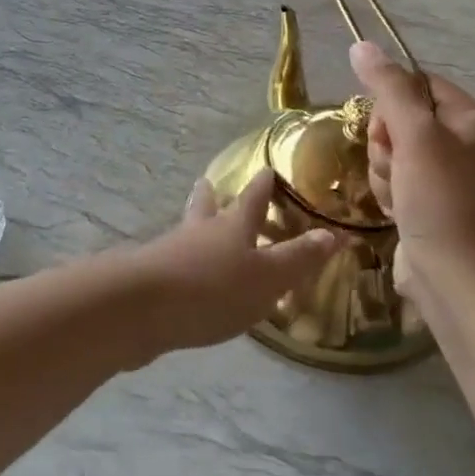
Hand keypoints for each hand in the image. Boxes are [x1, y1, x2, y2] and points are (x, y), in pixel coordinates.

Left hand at [125, 169, 337, 359]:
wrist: (141, 307)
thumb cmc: (212, 288)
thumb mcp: (267, 278)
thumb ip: (298, 259)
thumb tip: (333, 233)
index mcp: (234, 225)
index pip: (254, 197)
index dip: (264, 184)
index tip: (268, 168)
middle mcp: (202, 230)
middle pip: (208, 205)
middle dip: (213, 195)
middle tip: (211, 183)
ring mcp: (172, 250)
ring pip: (188, 230)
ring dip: (196, 225)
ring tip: (198, 227)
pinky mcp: (153, 277)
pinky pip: (174, 261)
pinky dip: (183, 261)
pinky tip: (185, 277)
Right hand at [349, 40, 474, 302]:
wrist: (455, 279)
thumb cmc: (440, 199)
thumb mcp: (414, 135)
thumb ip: (387, 87)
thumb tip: (361, 44)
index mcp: (474, 117)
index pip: (416, 84)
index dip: (391, 104)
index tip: (389, 131)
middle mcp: (466, 140)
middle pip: (400, 117)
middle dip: (386, 143)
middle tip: (396, 167)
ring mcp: (448, 172)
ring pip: (391, 149)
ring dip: (384, 170)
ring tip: (399, 195)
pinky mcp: (431, 198)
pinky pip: (395, 176)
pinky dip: (390, 191)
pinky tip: (398, 211)